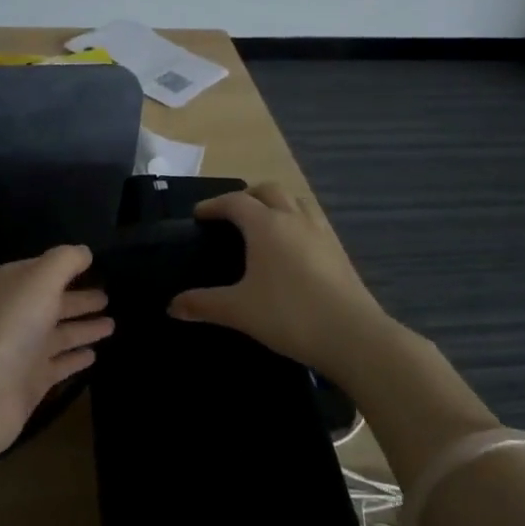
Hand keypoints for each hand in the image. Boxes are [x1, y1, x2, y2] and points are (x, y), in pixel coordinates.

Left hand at [0, 246, 113, 453]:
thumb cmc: (12, 325)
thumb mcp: (40, 280)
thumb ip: (65, 261)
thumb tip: (85, 252)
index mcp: (13, 285)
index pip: (44, 270)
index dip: (69, 267)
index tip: (99, 266)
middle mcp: (17, 314)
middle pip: (54, 302)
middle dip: (80, 299)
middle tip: (110, 298)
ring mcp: (24, 349)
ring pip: (60, 333)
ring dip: (83, 328)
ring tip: (112, 325)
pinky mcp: (32, 381)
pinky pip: (60, 364)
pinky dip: (76, 359)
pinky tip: (94, 356)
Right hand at [170, 183, 396, 372]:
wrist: (353, 335)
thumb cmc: (288, 315)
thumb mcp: (239, 310)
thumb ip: (203, 304)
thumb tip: (172, 306)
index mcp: (266, 225)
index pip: (235, 201)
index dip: (214, 205)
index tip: (199, 215)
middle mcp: (294, 219)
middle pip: (269, 190)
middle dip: (247, 196)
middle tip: (231, 215)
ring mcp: (321, 232)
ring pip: (297, 202)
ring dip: (277, 204)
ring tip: (264, 224)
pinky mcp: (339, 250)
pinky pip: (313, 222)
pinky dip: (297, 222)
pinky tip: (293, 249)